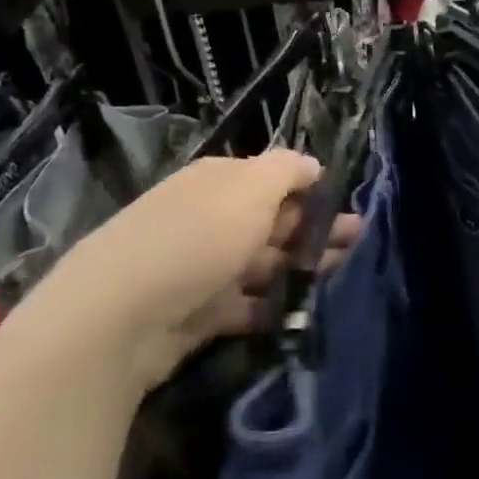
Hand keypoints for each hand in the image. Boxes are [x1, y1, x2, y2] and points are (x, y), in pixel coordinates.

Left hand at [0, 151, 362, 394]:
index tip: (348, 208)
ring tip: (339, 277)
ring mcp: (202, 267)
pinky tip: (300, 313)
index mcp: (218, 182)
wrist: (122, 315)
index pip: (273, 180)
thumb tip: (312, 164)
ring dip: (300, 269)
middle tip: (357, 245)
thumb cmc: (196, 239)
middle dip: (315, 232)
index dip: (312, 192)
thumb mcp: (249, 189)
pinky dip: (271, 308)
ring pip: (262, 265)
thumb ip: (286, 170)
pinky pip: (245, 306)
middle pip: (271, 222)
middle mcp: (209, 219)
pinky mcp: (198, 312)